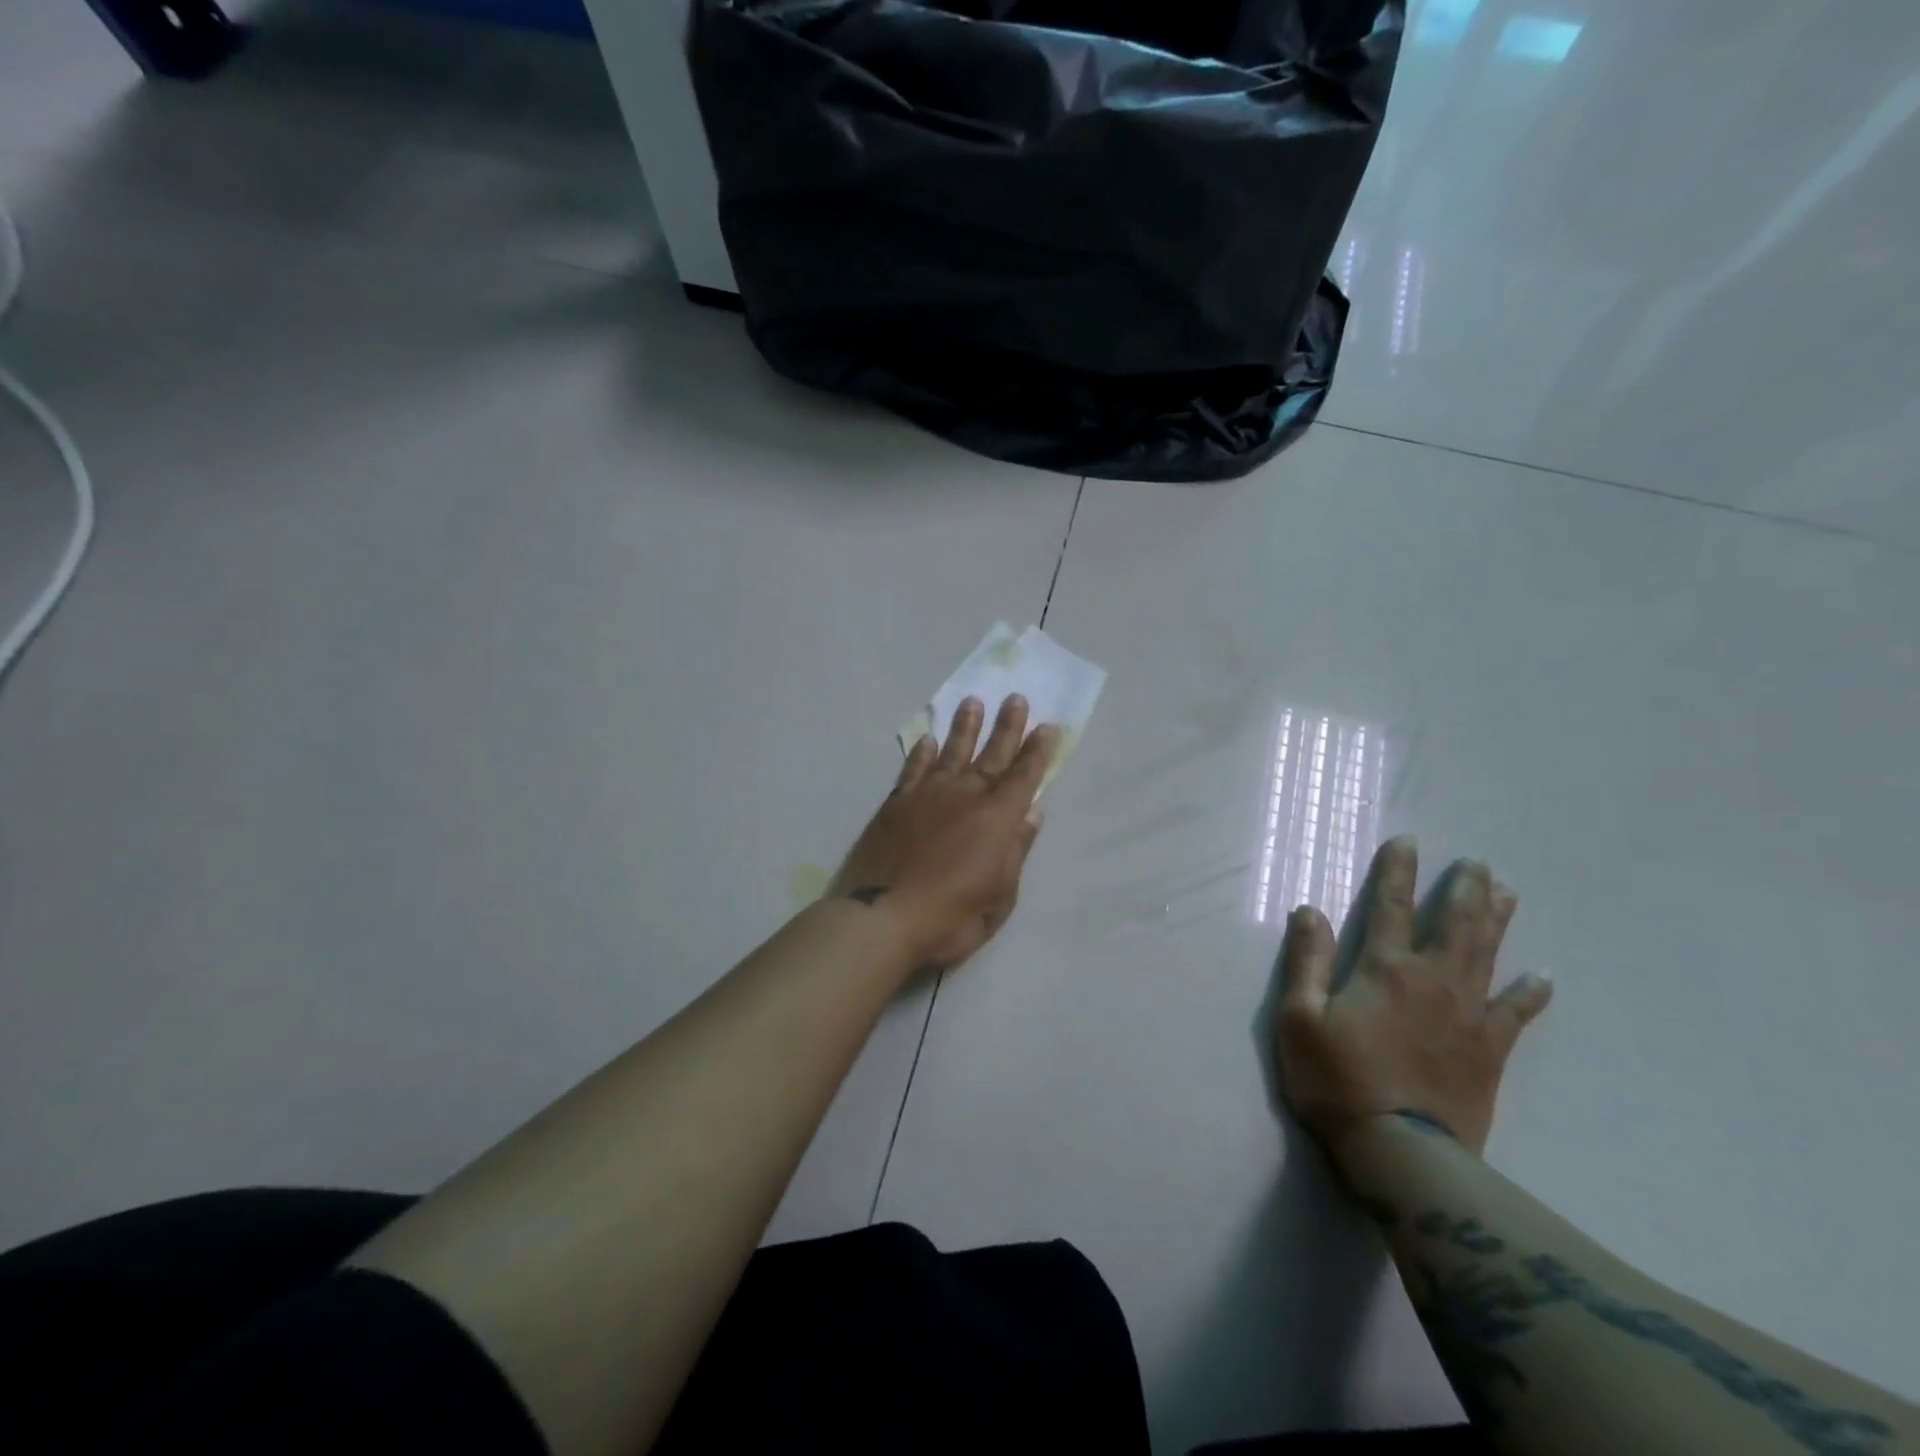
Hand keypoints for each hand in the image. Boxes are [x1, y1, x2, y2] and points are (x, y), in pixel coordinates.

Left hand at [829, 695, 1058, 970]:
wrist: (882, 918)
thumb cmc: (950, 918)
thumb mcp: (1000, 897)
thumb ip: (1016, 851)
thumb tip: (1033, 813)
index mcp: (997, 820)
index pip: (1023, 777)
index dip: (1037, 752)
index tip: (1047, 726)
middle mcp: (965, 798)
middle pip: (991, 756)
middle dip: (1006, 727)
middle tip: (1015, 697)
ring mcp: (927, 797)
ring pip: (950, 753)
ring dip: (964, 728)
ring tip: (971, 702)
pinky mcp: (896, 804)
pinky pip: (913, 770)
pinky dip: (921, 753)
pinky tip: (927, 740)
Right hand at [1274, 837, 1552, 1163]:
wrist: (1400, 1151)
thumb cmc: (1336, 1079)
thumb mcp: (1299, 1017)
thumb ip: (1306, 960)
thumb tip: (1309, 910)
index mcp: (1384, 968)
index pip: (1391, 905)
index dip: (1398, 871)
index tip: (1410, 842)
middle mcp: (1432, 980)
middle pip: (1453, 923)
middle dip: (1464, 888)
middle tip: (1478, 862)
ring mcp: (1468, 1014)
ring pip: (1488, 955)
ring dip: (1497, 921)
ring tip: (1508, 892)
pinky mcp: (1490, 1050)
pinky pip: (1516, 1013)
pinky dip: (1531, 992)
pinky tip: (1544, 976)